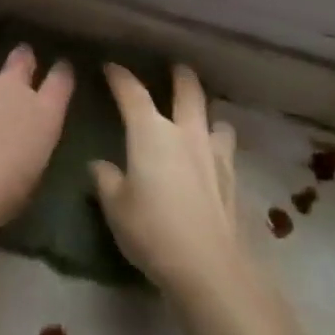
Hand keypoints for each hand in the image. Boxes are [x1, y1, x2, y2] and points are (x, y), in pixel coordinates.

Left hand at [0, 46, 73, 232]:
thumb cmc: (1, 194)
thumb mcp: (30, 174)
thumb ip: (30, 147)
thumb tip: (22, 143)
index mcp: (44, 113)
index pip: (61, 78)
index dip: (62, 71)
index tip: (61, 69)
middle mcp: (13, 90)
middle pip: (22, 58)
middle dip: (23, 58)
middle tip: (20, 64)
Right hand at [93, 63, 241, 297]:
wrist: (208, 266)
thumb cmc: (152, 230)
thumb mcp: (115, 207)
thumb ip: (106, 180)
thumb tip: (100, 165)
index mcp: (151, 133)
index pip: (132, 94)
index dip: (121, 77)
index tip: (112, 67)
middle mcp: (186, 134)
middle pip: (188, 92)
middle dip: (181, 77)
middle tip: (177, 69)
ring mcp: (215, 155)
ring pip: (217, 121)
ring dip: (209, 116)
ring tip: (203, 121)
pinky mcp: (233, 180)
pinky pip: (227, 152)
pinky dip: (219, 148)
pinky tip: (213, 162)